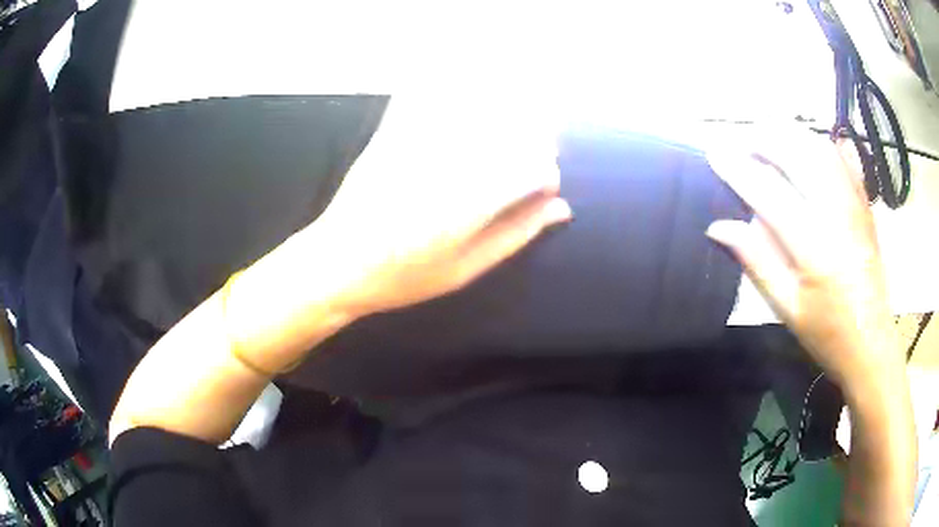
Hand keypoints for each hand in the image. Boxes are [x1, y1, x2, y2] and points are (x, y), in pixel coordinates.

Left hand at [308, 95, 571, 317]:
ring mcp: (419, 144)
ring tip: (500, 141)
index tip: (541, 192)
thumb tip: (562, 208)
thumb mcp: (466, 269)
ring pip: (479, 106)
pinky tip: (462, 100)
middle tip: (525, 167)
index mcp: (470, 205)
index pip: (535, 167)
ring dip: (502, 116)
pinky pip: (427, 96)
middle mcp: (449, 164)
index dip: (547, 176)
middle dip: (534, 143)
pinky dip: (451, 91)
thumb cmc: (403, 278)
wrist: (336, 264)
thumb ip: (517, 234)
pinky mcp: (393, 133)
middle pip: (513, 129)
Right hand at [704, 128, 899, 392]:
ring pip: (821, 148)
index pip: (769, 193)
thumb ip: (757, 262)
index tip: (714, 153)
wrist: (871, 343)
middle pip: (798, 155)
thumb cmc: (827, 334)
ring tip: (770, 139)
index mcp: (814, 249)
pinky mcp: (866, 206)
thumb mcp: (787, 309)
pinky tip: (807, 147)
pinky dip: (821, 144)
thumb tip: (719, 227)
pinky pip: (844, 160)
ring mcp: (855, 206)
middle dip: (764, 139)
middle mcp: (837, 216)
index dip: (738, 170)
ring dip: (791, 135)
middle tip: (742, 141)